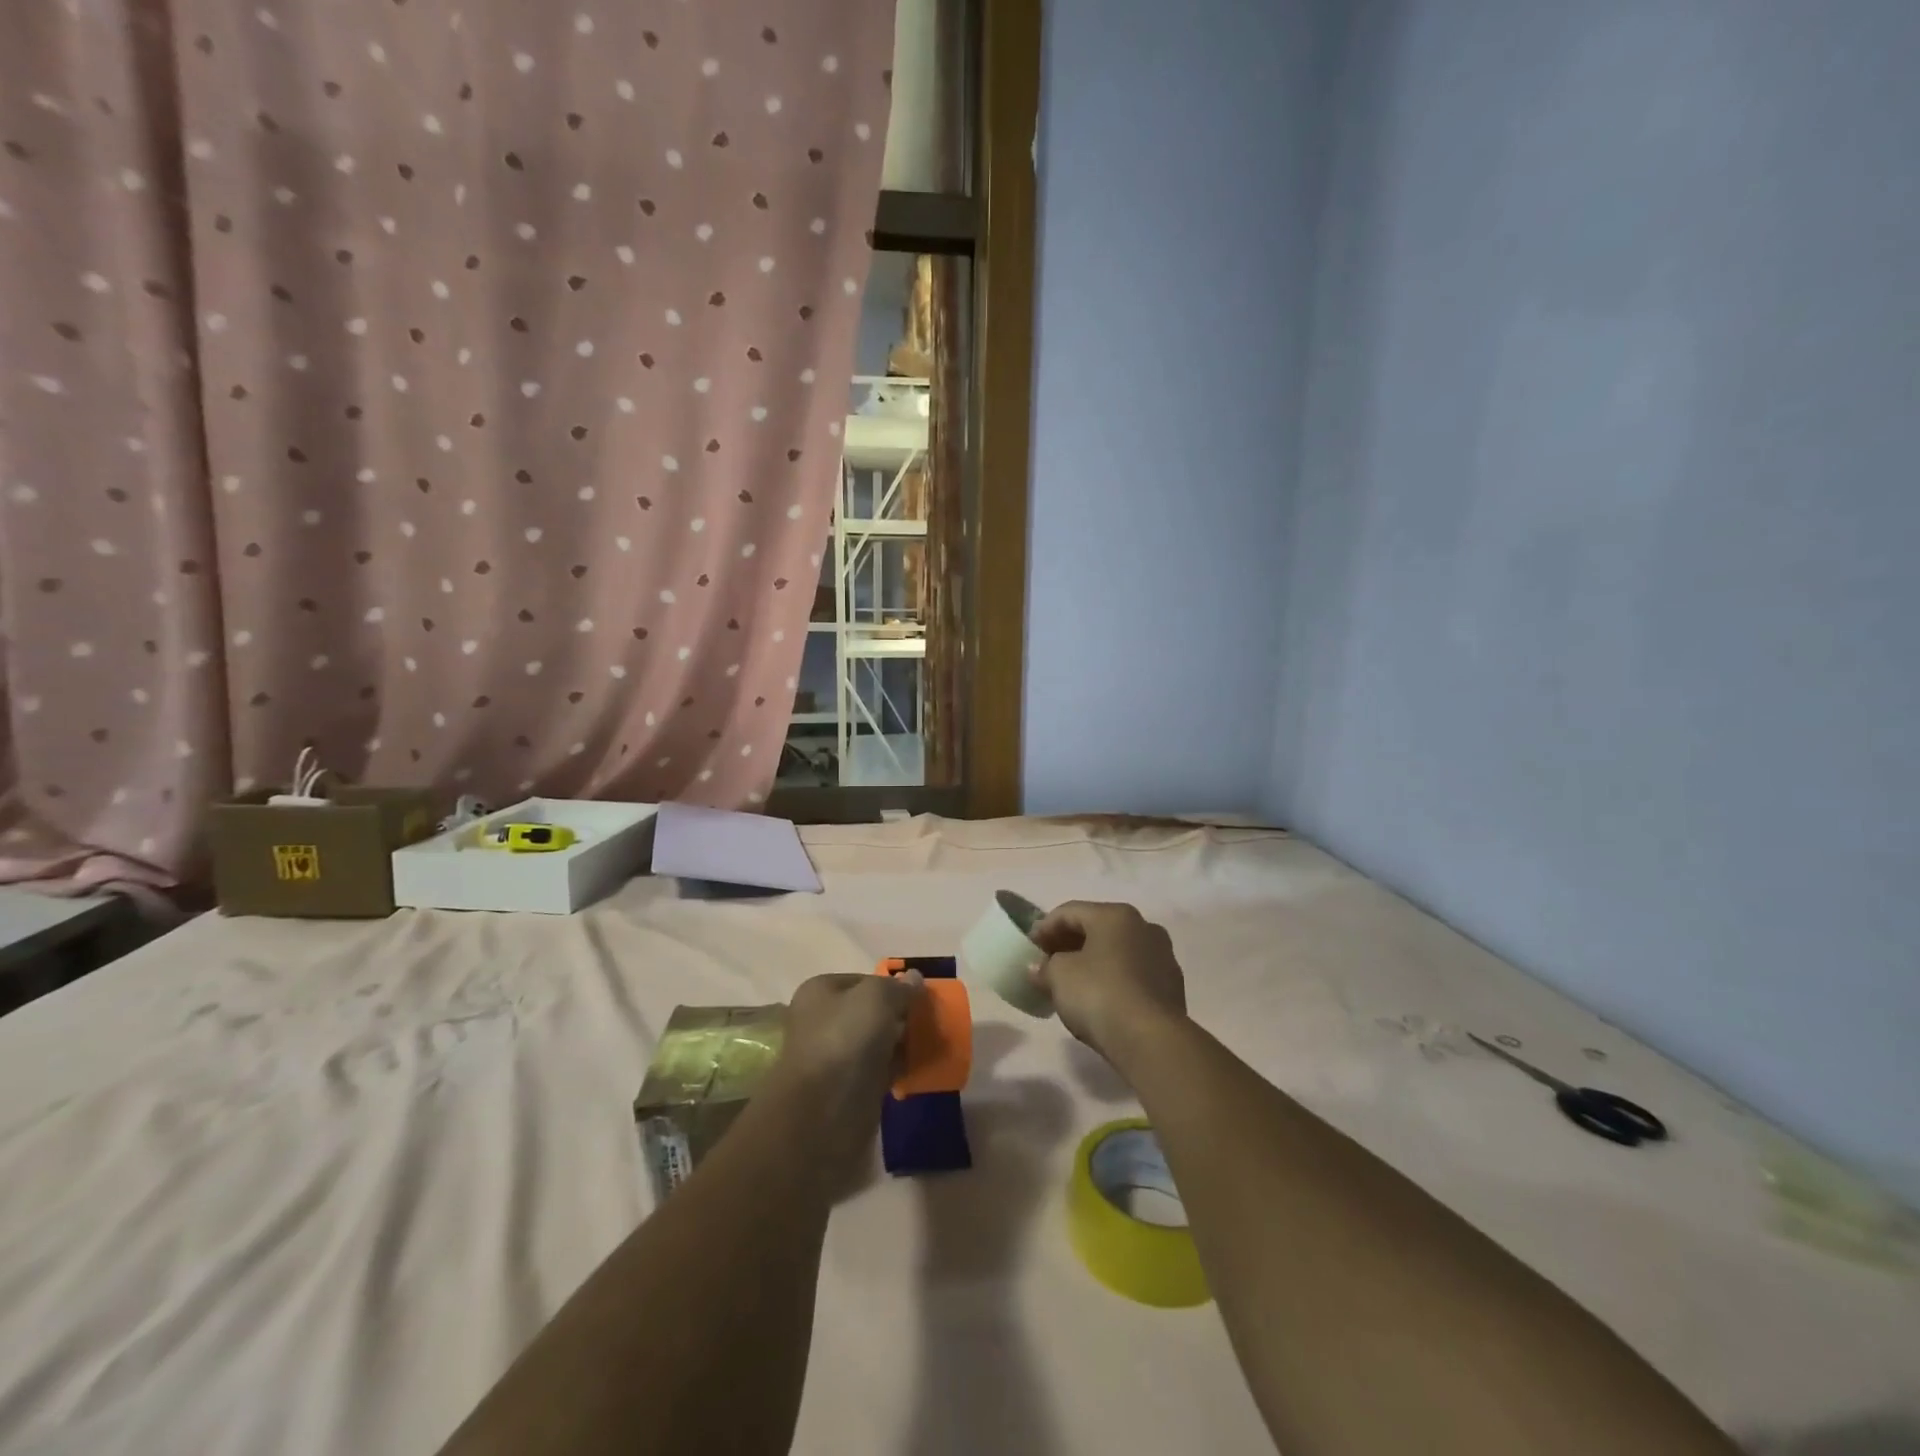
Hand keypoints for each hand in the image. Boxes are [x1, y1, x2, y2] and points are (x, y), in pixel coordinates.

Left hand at [766, 971, 920, 1171]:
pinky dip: (899, 1069)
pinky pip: (880, 1070)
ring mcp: (835, 1056)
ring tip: (931, 1044)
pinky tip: (920, 1069)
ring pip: (877, 1041)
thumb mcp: (876, 998)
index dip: (893, 985)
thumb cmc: (844, 1042)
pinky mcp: (848, 1089)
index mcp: (820, 992)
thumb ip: (898, 987)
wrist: (822, 1116)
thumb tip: (914, 978)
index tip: (921, 997)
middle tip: (931, 1021)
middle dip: (901, 1015)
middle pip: (871, 1011)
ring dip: (902, 1043)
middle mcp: (823, 1020)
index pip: (865, 979)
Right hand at [1030, 901, 1186, 1067]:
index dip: (1044, 927)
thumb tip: (1037, 968)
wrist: (1151, 1040)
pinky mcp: (1172, 986)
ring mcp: (1162, 956)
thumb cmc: (1099, 994)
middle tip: (1046, 963)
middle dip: (1068, 944)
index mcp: (1115, 915)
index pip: (1070, 912)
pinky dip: (1112, 979)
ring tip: (1070, 983)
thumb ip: (1044, 967)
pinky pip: (1133, 974)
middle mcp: (1144, 927)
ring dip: (1092, 962)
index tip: (1028, 948)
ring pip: (1117, 952)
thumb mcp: (1058, 976)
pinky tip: (1098, 999)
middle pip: (1096, 929)